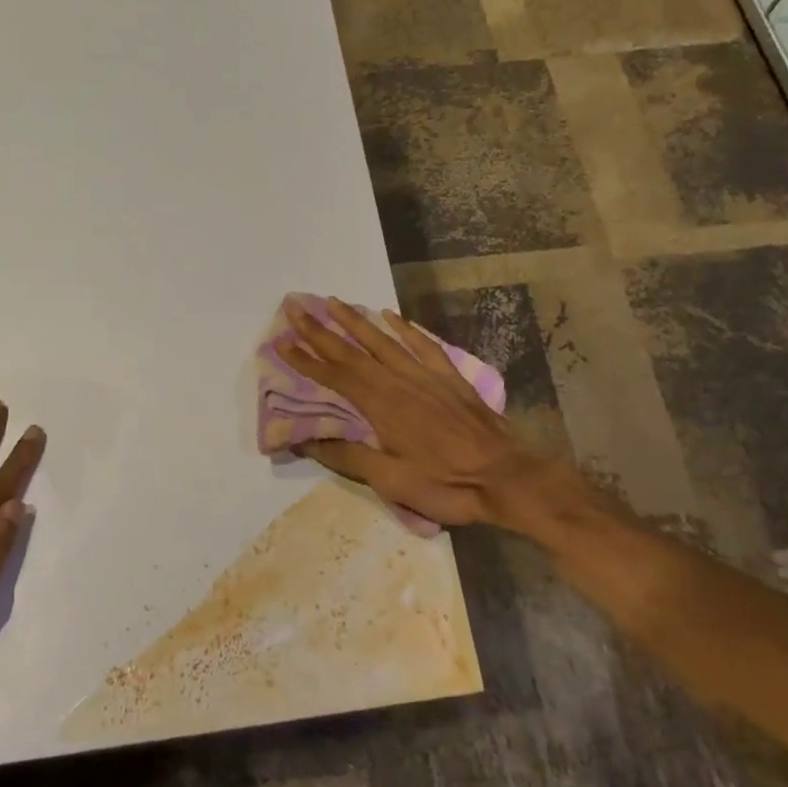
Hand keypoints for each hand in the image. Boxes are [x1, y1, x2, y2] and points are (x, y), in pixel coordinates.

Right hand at [281, 297, 549, 527]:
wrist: (506, 476)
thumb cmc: (446, 484)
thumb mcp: (391, 480)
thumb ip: (349, 457)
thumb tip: (306, 441)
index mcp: (381, 406)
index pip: (335, 377)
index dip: (306, 361)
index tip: (281, 342)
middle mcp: (399, 381)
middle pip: (353, 351)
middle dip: (321, 331)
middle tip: (296, 309)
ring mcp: (426, 376)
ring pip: (384, 341)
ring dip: (355, 321)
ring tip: (333, 302)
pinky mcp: (449, 377)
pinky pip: (422, 344)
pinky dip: (404, 328)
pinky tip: (390, 316)